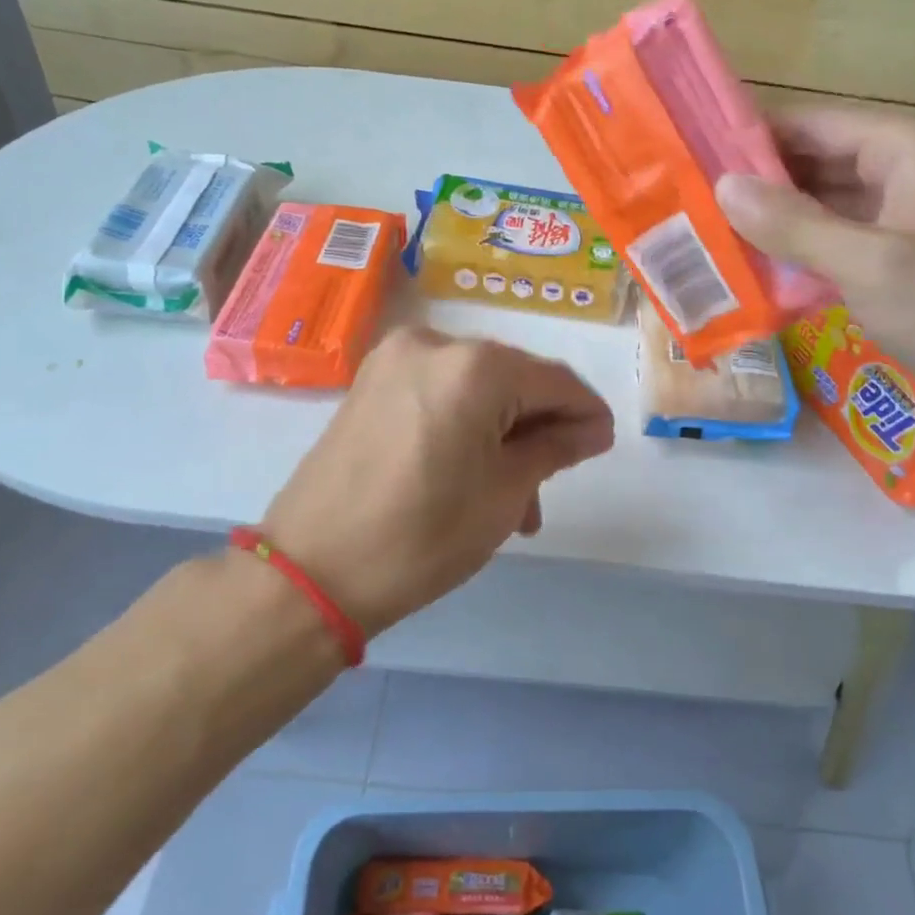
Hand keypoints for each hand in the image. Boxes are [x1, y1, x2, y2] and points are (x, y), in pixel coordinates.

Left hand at [260, 328, 614, 635]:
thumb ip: (556, 448)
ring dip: (502, 433)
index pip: (555, 381)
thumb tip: (593, 429)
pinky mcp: (370, 382)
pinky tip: (473, 472)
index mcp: (475, 366)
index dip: (586, 413)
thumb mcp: (504, 494)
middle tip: (552, 484)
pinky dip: (465, 425)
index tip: (602, 446)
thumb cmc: (423, 536)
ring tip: (512, 499)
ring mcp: (394, 359)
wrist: (312, 570)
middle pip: (513, 379)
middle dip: (540, 428)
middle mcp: (434, 343)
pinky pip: (439, 393)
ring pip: (475, 389)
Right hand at [716, 107, 914, 440]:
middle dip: (755, 187)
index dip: (751, 138)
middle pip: (813, 166)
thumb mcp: (871, 263)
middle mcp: (904, 175)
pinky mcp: (898, 266)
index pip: (812, 126)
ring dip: (771, 227)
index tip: (689, 158)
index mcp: (908, 150)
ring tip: (703, 240)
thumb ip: (793, 225)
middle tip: (686, 207)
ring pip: (820, 211)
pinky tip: (751, 276)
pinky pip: (836, 249)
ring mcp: (902, 223)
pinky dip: (797, 259)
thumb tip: (723, 186)